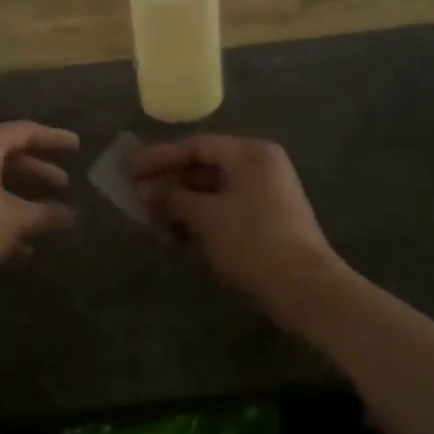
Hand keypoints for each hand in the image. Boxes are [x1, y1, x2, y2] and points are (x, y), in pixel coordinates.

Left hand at [0, 122, 78, 287]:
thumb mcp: (13, 221)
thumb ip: (46, 215)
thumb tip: (73, 216)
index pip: (28, 131)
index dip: (55, 139)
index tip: (77, 147)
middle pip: (10, 156)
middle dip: (38, 173)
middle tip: (64, 186)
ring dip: (20, 201)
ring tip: (45, 221)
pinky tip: (16, 249)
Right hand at [130, 135, 338, 302]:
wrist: (305, 288)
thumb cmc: (252, 241)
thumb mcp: (206, 217)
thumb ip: (172, 198)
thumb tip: (146, 191)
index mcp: (250, 153)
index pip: (196, 145)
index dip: (159, 157)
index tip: (129, 168)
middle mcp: (260, 165)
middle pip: (204, 166)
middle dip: (169, 184)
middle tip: (136, 196)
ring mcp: (266, 193)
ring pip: (213, 191)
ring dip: (182, 205)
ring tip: (153, 222)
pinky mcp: (267, 219)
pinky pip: (225, 209)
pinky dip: (201, 219)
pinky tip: (178, 236)